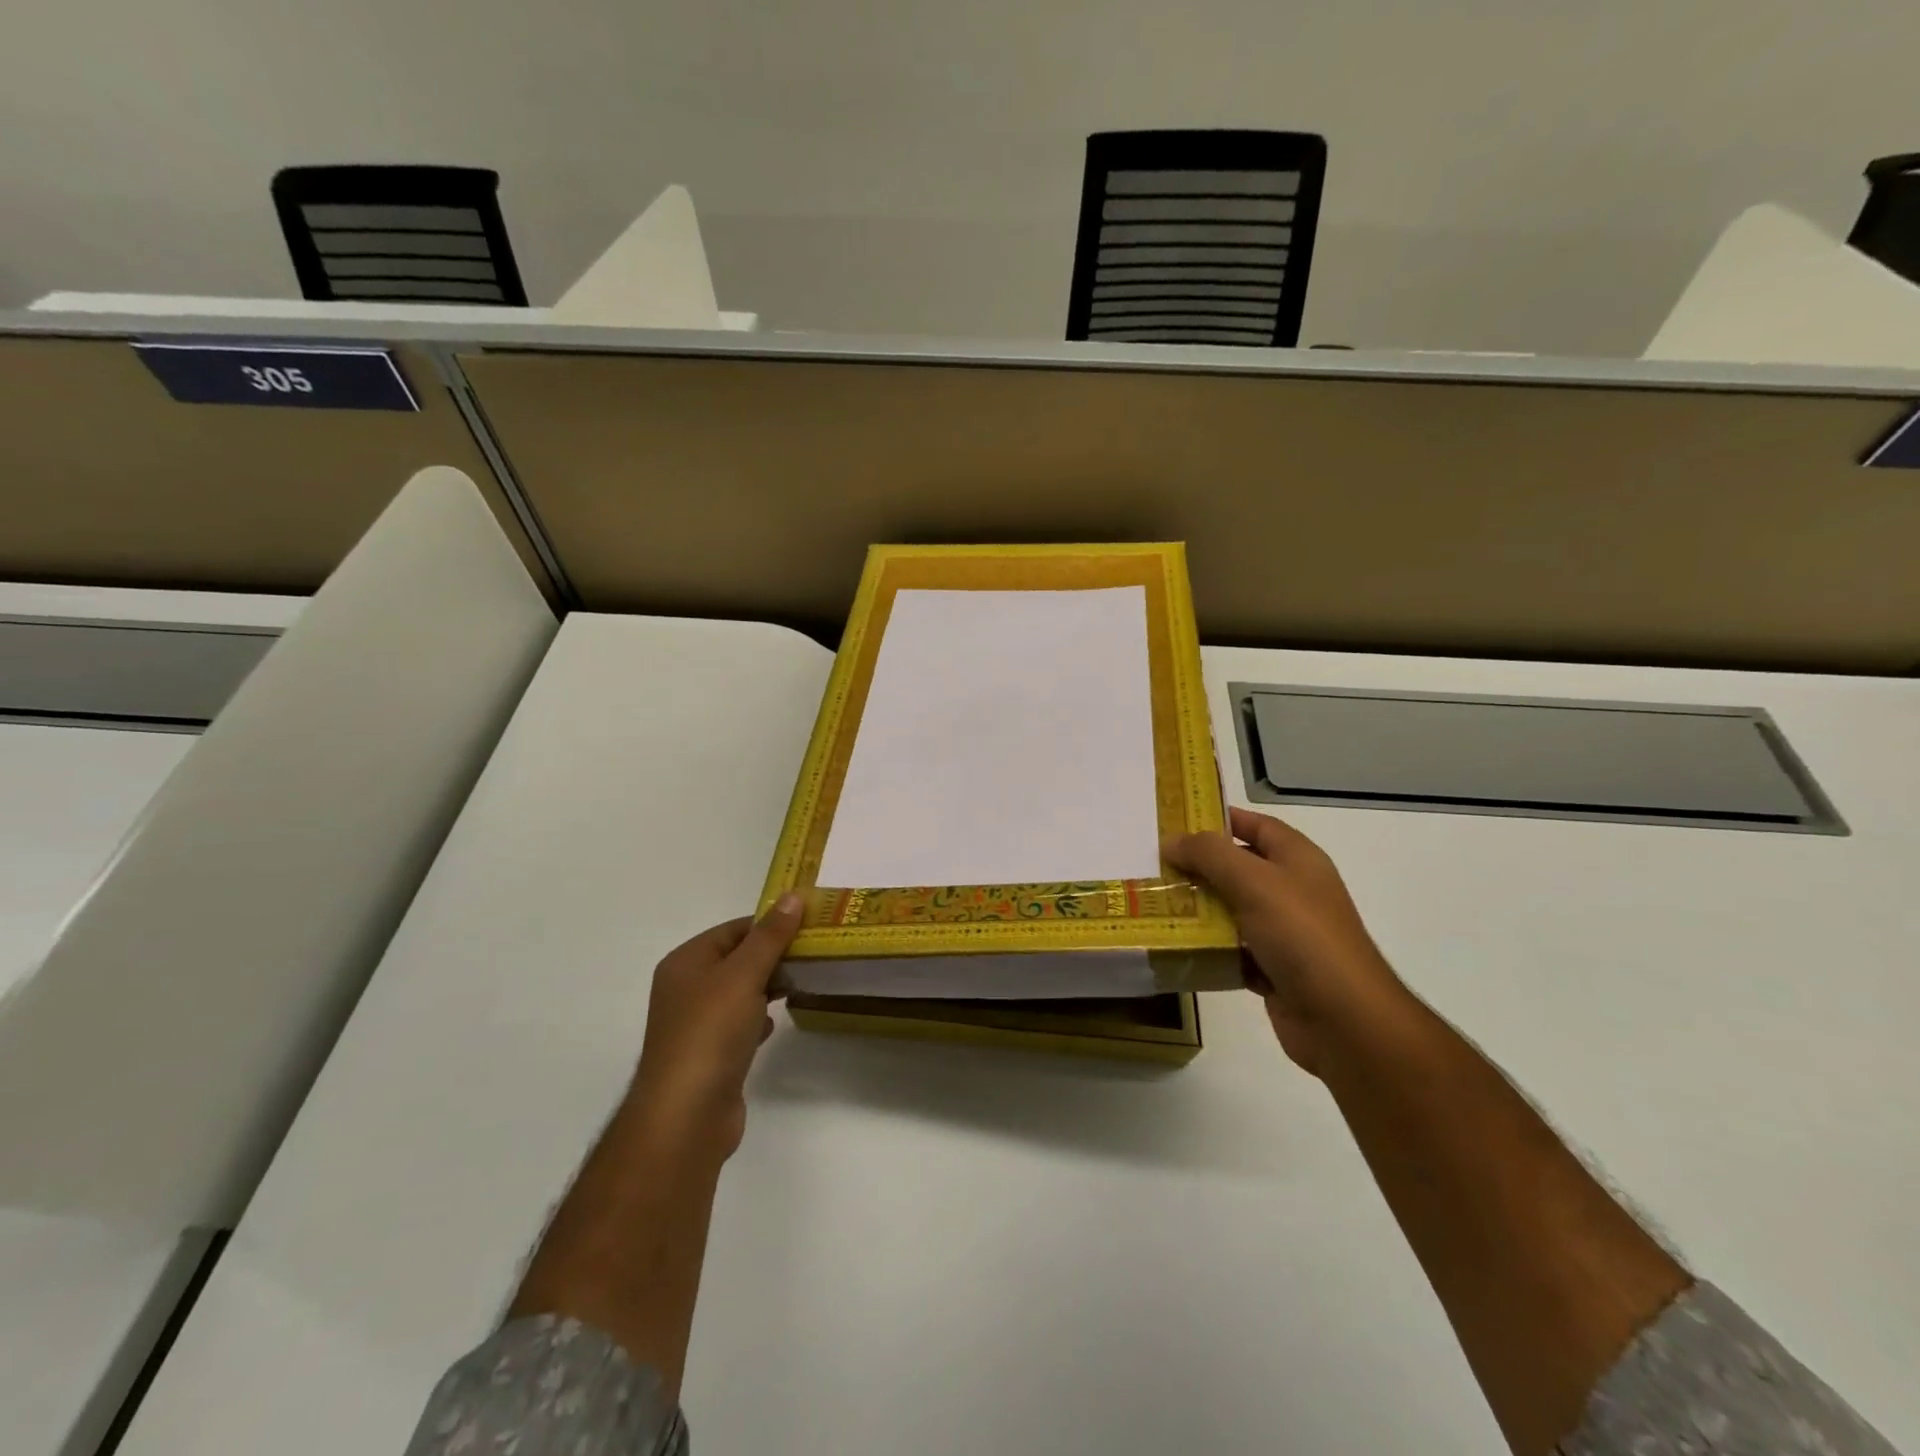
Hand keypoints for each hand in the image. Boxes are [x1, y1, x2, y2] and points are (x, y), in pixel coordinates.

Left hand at [631, 893, 803, 1156]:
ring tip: (802, 983)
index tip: (809, 927)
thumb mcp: (744, 974)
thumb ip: (770, 936)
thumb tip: (792, 897)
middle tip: (814, 954)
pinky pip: (738, 1024)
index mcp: (686, 962)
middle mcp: (686, 988)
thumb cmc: (712, 1033)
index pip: (734, 929)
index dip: (770, 925)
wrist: (686, 1116)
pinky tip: (776, 1024)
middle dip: (773, 956)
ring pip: (740, 992)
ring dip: (768, 987)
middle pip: (737, 959)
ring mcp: (696, 1024)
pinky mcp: (709, 1055)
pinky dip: (759, 1019)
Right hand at [1166, 807, 1411, 1074]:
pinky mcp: (1273, 969)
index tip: (1176, 821)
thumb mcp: (1254, 882)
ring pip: (1231, 911)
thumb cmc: (1302, 936)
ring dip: (1198, 909)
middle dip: (1198, 867)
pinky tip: (1176, 945)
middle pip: (1238, 868)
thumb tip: (1172, 841)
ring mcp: (1284, 933)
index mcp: (1298, 860)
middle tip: (1154, 866)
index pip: (1256, 826)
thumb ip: (1210, 855)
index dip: (1220, 819)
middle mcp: (1292, 891)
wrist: (1343, 1019)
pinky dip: (1208, 948)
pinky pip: (1232, 950)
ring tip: (1155, 904)